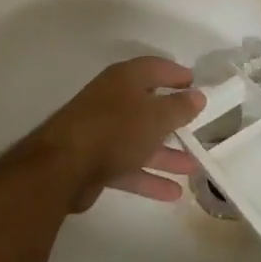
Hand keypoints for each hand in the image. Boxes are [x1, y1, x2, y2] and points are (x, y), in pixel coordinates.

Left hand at [26, 57, 204, 210]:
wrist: (62, 168)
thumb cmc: (115, 130)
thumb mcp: (156, 116)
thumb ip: (179, 107)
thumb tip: (198, 95)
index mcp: (124, 80)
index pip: (155, 68)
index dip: (176, 74)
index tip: (196, 84)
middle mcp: (112, 101)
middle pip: (148, 107)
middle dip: (174, 120)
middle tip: (197, 129)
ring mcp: (102, 132)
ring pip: (140, 140)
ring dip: (166, 153)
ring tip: (193, 167)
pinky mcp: (95, 161)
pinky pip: (128, 166)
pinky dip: (149, 177)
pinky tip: (173, 192)